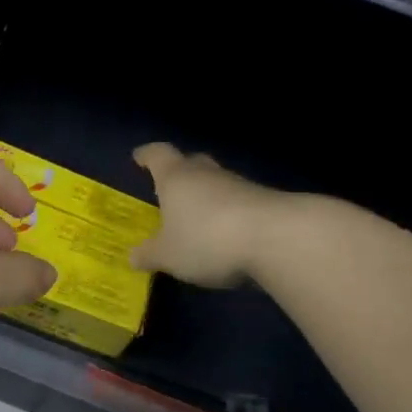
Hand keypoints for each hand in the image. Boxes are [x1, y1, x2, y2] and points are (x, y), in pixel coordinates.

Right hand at [128, 143, 283, 288]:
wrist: (277, 239)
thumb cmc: (207, 240)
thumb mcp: (168, 256)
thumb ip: (149, 254)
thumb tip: (133, 256)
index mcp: (176, 177)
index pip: (158, 155)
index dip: (147, 156)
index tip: (139, 157)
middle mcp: (207, 173)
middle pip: (191, 163)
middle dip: (179, 173)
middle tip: (169, 188)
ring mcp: (240, 185)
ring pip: (217, 183)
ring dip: (207, 196)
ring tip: (196, 218)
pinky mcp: (266, 202)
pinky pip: (238, 203)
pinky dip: (228, 214)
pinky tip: (224, 235)